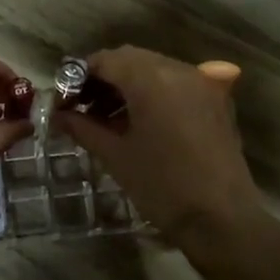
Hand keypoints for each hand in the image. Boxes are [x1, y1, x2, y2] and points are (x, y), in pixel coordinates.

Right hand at [53, 46, 279, 265]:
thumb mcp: (115, 155)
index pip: (105, 60)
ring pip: (154, 69)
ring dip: (127, 85)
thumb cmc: (162, 186)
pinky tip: (140, 121)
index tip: (63, 102)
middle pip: (130, 60)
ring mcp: (201, 83)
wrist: (222, 220)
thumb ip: (83, 127)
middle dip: (103, 79)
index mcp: (151, 78)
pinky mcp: (215, 100)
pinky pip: (176, 83)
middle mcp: (179, 69)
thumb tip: (58, 116)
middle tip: (81, 108)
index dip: (78, 77)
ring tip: (107, 118)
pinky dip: (153, 92)